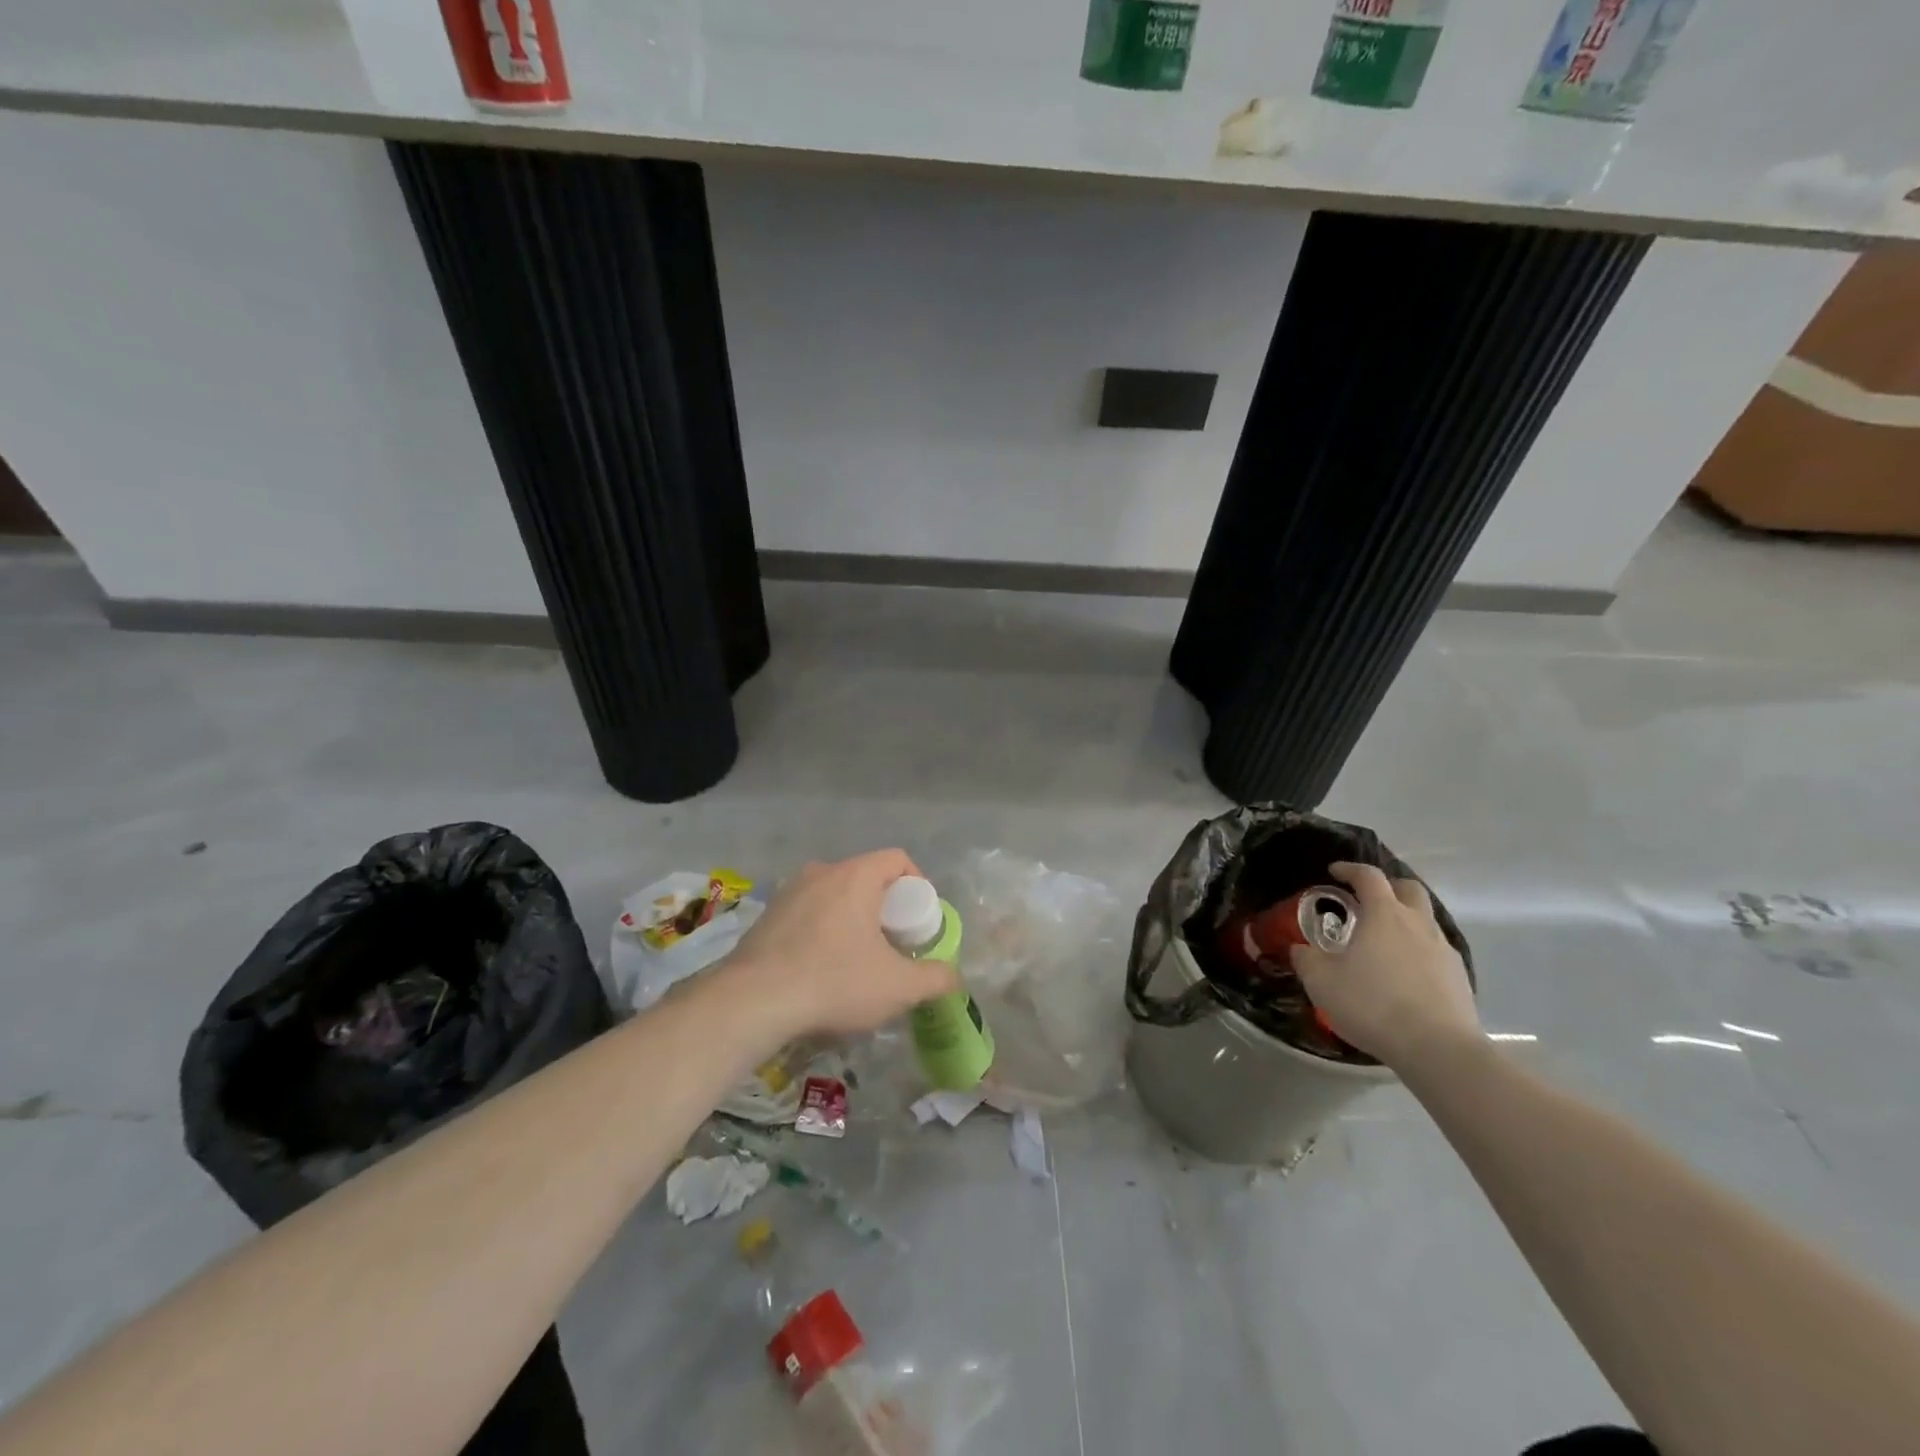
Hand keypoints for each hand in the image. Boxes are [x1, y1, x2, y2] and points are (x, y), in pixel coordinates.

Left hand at [720, 850, 958, 1038]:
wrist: (752, 1002)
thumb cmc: (834, 982)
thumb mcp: (898, 987)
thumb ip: (935, 978)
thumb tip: (954, 976)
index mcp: (855, 876)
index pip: (898, 859)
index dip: (917, 885)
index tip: (919, 920)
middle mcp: (821, 872)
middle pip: (866, 878)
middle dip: (886, 907)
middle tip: (893, 944)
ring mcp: (789, 892)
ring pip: (835, 896)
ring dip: (852, 919)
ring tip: (857, 959)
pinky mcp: (766, 916)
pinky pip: (808, 913)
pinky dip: (823, 931)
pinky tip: (820, 969)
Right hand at [1289, 862, 1479, 1069]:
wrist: (1438, 1049)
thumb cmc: (1373, 1004)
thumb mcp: (1321, 981)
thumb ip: (1306, 959)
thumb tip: (1300, 948)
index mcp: (1384, 914)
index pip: (1369, 876)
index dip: (1350, 869)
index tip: (1334, 872)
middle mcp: (1418, 923)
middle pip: (1409, 888)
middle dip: (1388, 887)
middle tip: (1367, 900)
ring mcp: (1444, 950)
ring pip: (1426, 921)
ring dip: (1405, 921)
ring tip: (1383, 942)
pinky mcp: (1459, 978)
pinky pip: (1436, 951)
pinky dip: (1418, 951)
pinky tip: (1404, 974)